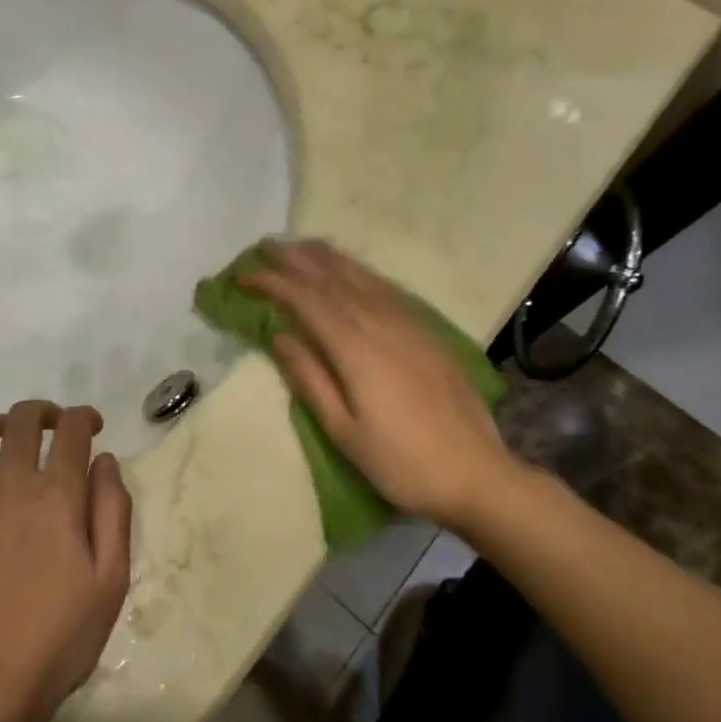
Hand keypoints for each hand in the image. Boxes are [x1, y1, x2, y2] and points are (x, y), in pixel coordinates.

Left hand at [0, 401, 132, 721]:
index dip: (84, 416)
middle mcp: (10, 484)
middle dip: (42, 412)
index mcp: (57, 495)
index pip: (72, 431)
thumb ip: (113, 512)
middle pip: (22, 422)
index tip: (92, 426)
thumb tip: (105, 461)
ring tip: (3, 433)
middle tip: (52, 425)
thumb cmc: (59, 637)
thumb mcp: (111, 580)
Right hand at [241, 240, 523, 532]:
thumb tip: (279, 335)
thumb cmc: (400, 462)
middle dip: (297, 260)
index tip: (243, 275)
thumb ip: (309, 377)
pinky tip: (353, 271)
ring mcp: (410, 326)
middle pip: (333, 280)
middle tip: (266, 246)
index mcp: (356, 349)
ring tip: (302, 245)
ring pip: (363, 278)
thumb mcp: (343, 430)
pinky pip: (388, 289)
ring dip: (329, 258)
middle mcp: (382, 325)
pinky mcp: (428, 334)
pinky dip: (362, 272)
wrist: (477, 476)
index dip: (273, 283)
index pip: (306, 301)